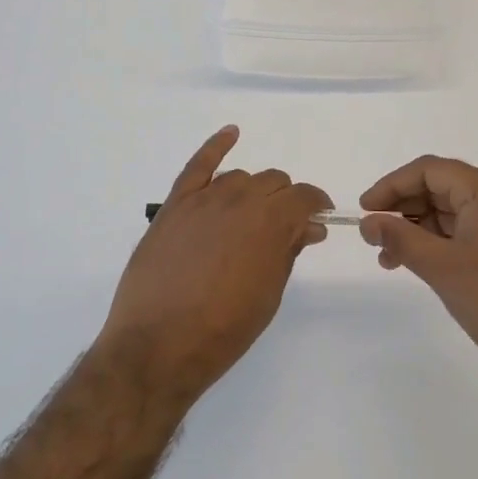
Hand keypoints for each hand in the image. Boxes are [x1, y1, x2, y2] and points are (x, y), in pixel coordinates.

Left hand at [98, 126, 331, 406]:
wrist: (158, 345)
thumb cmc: (223, 330)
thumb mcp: (268, 294)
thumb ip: (288, 252)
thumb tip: (307, 228)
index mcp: (270, 222)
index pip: (304, 197)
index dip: (316, 206)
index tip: (318, 219)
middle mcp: (239, 199)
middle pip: (273, 182)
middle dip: (286, 200)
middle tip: (285, 227)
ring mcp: (203, 199)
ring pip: (240, 177)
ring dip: (254, 191)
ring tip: (252, 216)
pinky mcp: (174, 205)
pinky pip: (197, 165)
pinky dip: (216, 144)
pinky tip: (231, 133)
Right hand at [359, 156, 477, 391]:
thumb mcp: (442, 266)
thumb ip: (400, 238)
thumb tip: (367, 222)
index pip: (429, 170)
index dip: (392, 185)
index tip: (365, 209)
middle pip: (436, 188)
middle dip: (401, 208)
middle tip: (371, 233)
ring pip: (444, 214)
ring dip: (413, 230)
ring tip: (385, 257)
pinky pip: (457, 234)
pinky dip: (431, 245)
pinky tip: (410, 265)